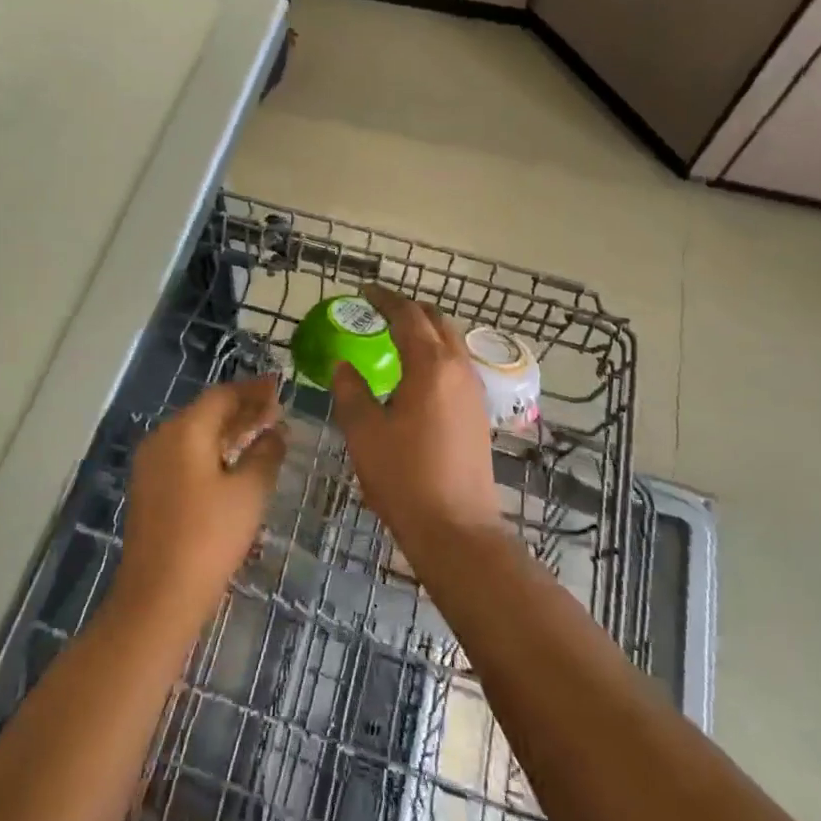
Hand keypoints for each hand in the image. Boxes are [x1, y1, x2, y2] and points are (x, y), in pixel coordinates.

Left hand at [111, 374, 287, 633]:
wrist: (157, 598)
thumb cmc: (209, 539)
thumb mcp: (248, 494)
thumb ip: (265, 454)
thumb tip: (275, 432)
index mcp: (185, 430)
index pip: (222, 395)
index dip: (253, 390)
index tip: (279, 386)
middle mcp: (162, 438)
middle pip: (206, 411)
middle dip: (242, 408)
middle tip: (276, 409)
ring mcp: (151, 464)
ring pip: (195, 433)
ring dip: (228, 430)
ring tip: (261, 431)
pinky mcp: (150, 488)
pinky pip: (185, 454)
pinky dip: (211, 450)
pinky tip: (233, 461)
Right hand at [331, 287, 501, 549]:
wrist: (456, 529)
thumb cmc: (404, 477)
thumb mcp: (364, 432)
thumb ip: (350, 391)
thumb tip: (343, 365)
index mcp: (430, 366)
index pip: (407, 315)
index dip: (384, 298)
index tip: (363, 291)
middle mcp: (458, 369)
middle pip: (436, 321)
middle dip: (407, 308)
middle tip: (378, 308)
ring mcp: (473, 391)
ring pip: (450, 342)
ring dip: (424, 329)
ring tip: (394, 334)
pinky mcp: (477, 413)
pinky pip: (455, 364)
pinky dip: (434, 352)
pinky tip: (415, 372)